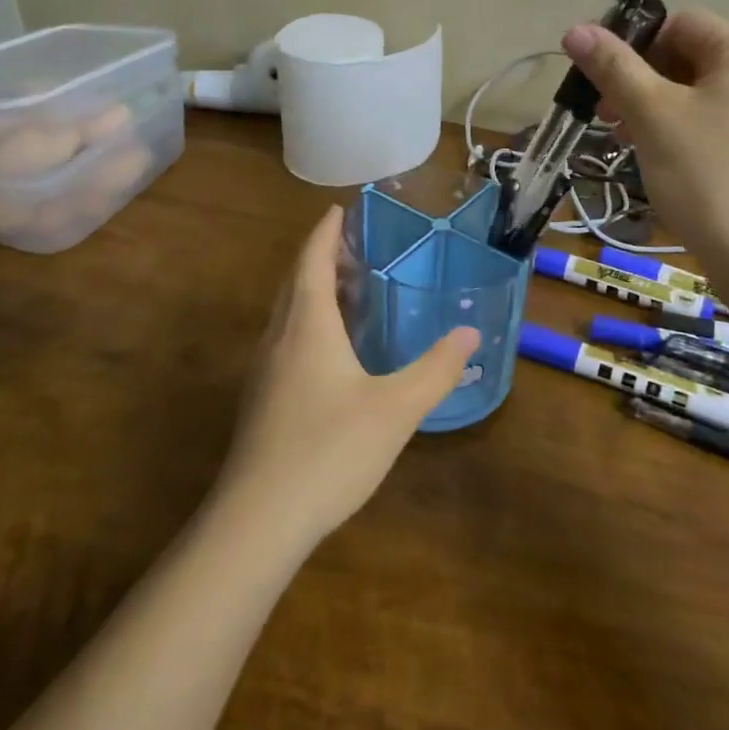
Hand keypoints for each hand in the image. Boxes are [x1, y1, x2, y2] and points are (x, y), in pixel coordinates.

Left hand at [217, 207, 478, 550]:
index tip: (340, 209)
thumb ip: (435, 369)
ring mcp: (265, 371)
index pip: (312, 260)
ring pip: (288, 312)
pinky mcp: (262, 401)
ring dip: (314, 289)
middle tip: (356, 245)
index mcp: (307, 325)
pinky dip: (309, 322)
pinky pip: (286, 339)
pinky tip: (332, 349)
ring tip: (349, 288)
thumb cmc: (329, 450)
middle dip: (322, 256)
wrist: (258, 520)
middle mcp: (280, 338)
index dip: (326, 232)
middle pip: (296, 281)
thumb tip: (469, 334)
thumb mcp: (395, 409)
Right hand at [562, 8, 728, 270]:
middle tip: (606, 116)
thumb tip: (575, 29)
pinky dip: (676, 133)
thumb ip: (613, 68)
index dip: (635, 43)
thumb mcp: (652, 115)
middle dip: (640, 80)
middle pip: (686, 57)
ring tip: (624, 141)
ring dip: (652, 109)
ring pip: (694, 95)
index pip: (679, 22)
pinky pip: (709, 125)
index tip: (602, 80)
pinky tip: (655, 161)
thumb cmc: (707, 175)